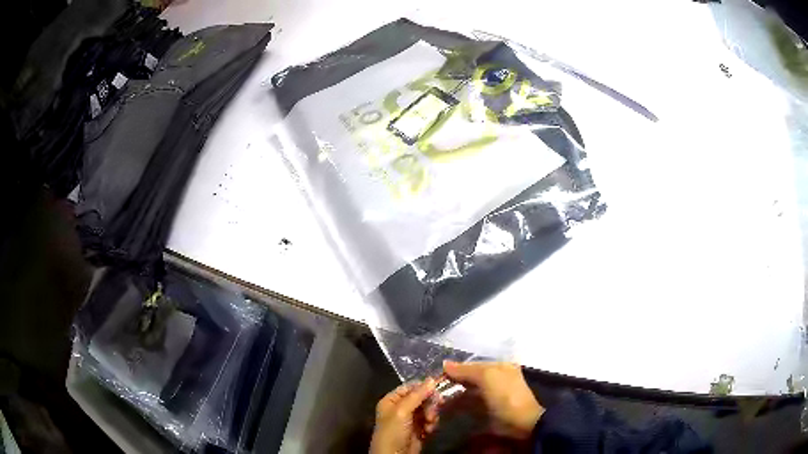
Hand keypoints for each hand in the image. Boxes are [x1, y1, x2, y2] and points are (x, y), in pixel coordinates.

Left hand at [370, 378, 438, 453]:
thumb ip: (417, 395)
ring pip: (428, 409)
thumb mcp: (402, 411)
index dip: (423, 387)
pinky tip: (429, 430)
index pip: (410, 387)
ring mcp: (410, 419)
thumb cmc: (393, 432)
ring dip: (432, 415)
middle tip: (433, 412)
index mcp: (391, 400)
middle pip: (422, 398)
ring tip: (430, 423)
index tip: (437, 389)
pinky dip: (432, 424)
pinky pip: (430, 421)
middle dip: (429, 404)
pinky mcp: (419, 429)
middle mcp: (400, 408)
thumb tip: (432, 379)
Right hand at [444, 361, 543, 439]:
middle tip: (436, 391)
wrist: (521, 423)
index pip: (472, 364)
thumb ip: (467, 370)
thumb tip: (445, 363)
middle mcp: (497, 378)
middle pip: (469, 378)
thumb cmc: (506, 395)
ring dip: (454, 397)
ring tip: (439, 402)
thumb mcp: (488, 377)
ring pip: (468, 392)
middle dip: (453, 383)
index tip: (437, 377)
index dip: (455, 370)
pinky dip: (459, 406)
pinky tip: (448, 410)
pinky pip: (470, 405)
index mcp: (500, 367)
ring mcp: (493, 396)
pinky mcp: (488, 410)